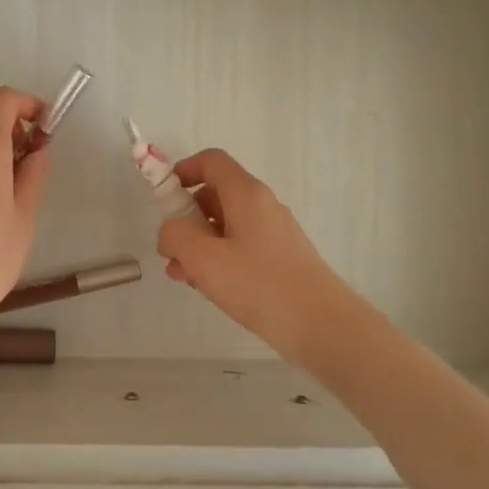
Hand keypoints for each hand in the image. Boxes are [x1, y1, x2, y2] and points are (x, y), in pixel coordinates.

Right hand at [158, 148, 356, 363]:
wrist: (324, 327)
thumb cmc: (260, 285)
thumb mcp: (204, 259)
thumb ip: (176, 235)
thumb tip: (171, 230)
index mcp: (246, 194)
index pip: (211, 161)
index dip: (183, 171)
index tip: (164, 198)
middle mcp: (262, 205)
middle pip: (215, 195)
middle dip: (186, 219)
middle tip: (170, 251)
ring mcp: (274, 233)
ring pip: (226, 225)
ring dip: (199, 244)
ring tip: (184, 277)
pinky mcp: (281, 258)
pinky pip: (241, 246)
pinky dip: (220, 259)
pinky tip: (210, 289)